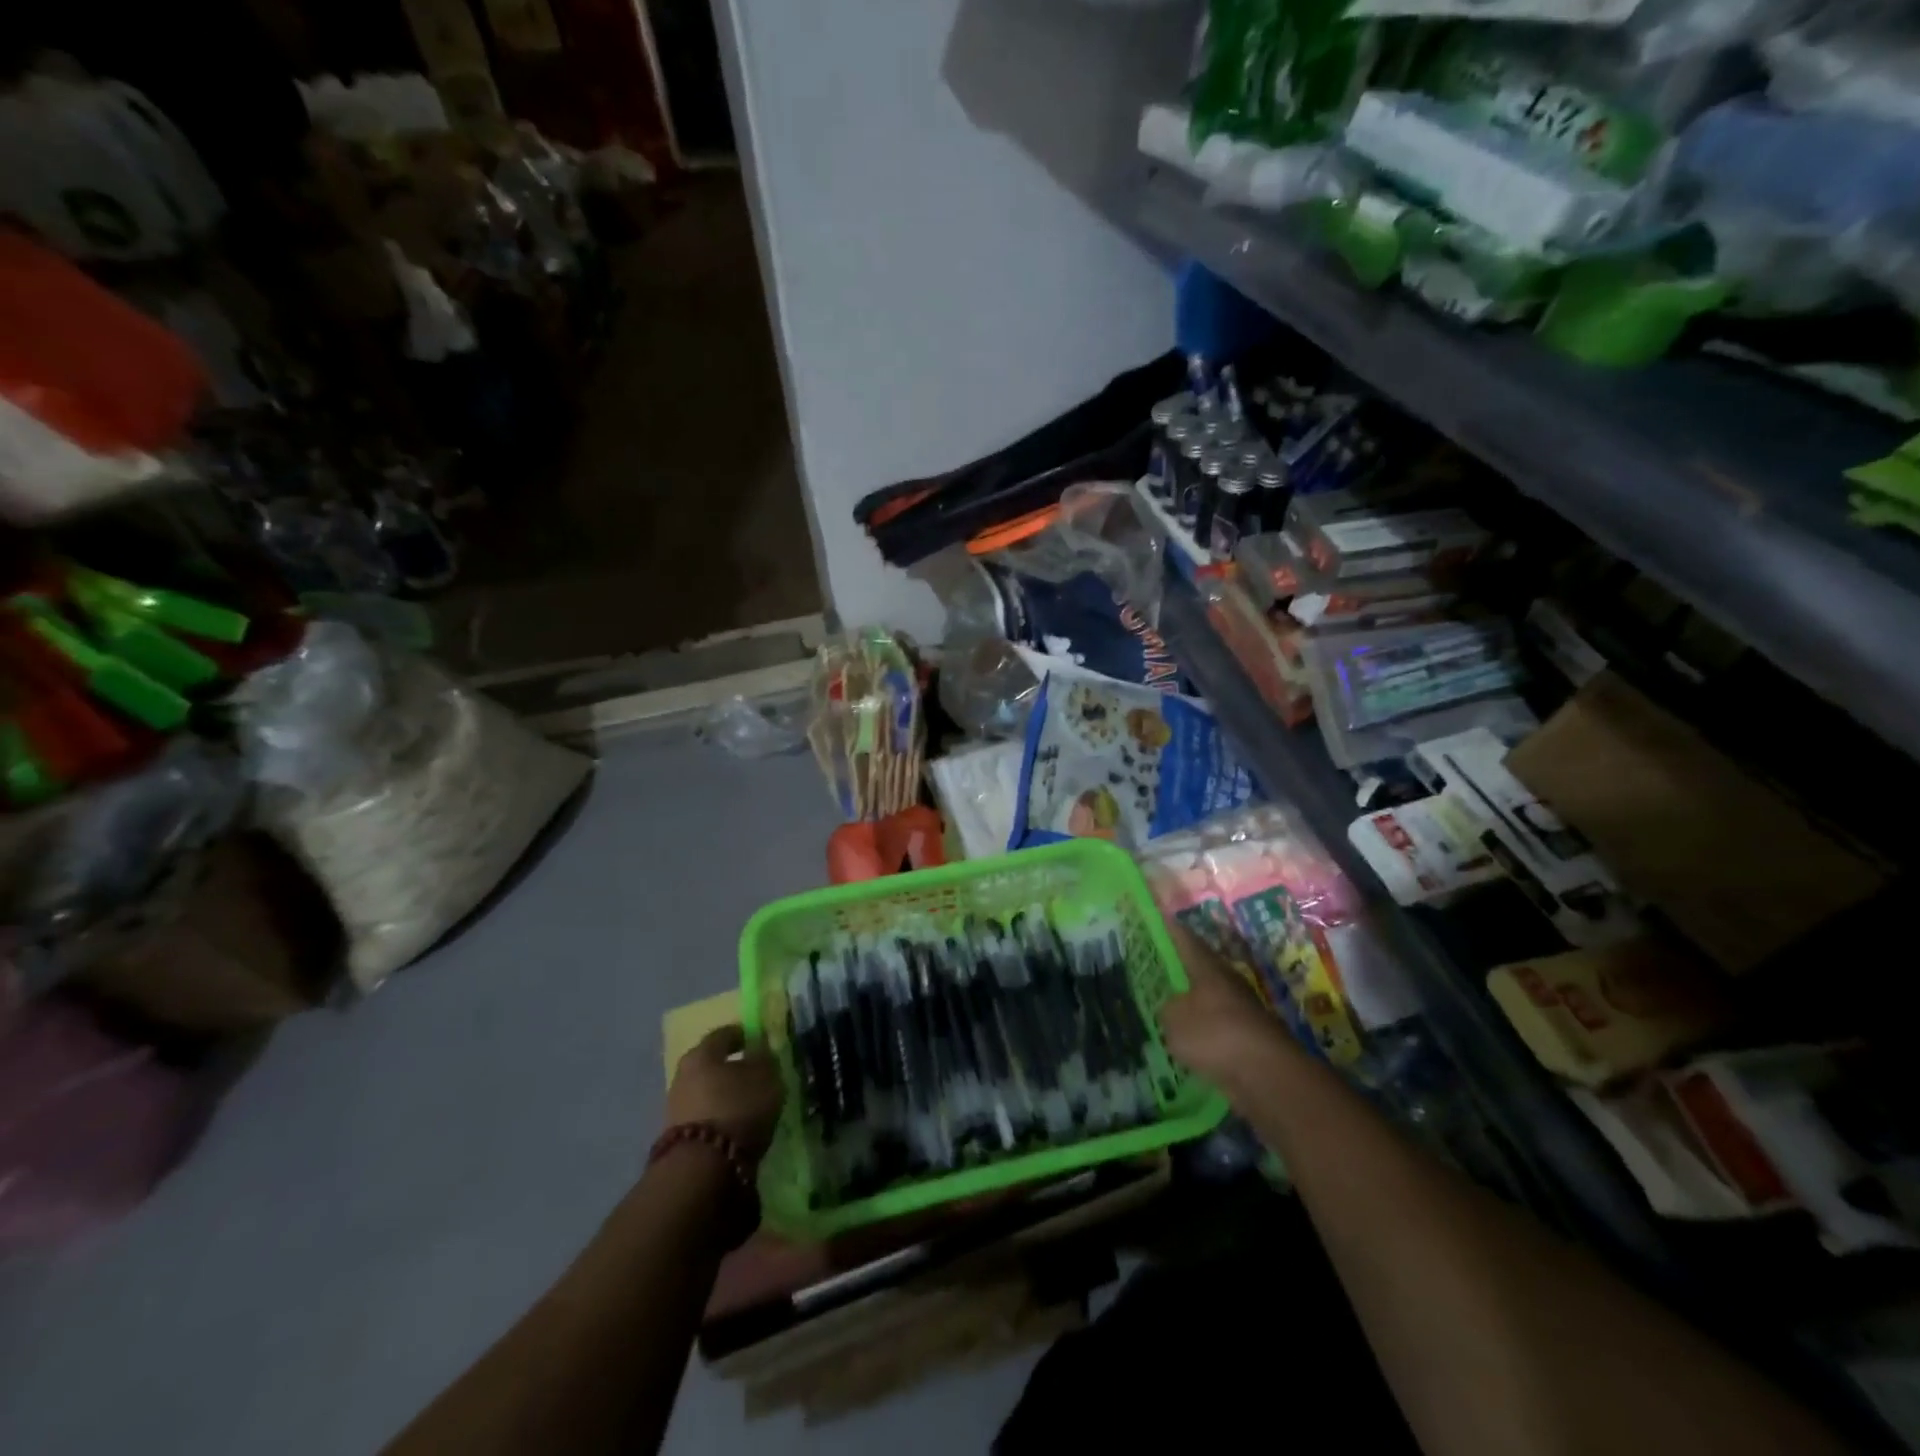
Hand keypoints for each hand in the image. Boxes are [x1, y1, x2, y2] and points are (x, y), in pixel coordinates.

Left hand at [666, 1025, 783, 1166]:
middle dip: (732, 1067)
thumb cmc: (737, 1108)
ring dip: (724, 1094)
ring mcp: (676, 1107)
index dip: (744, 1035)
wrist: (700, 1168)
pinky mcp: (677, 1137)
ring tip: (749, 1104)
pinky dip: (719, 1116)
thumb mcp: (765, 1077)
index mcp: (702, 1052)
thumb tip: (760, 1050)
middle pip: (711, 1064)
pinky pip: (703, 1116)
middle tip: (755, 1074)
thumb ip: (764, 1059)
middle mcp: (683, 1074)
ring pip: (706, 1091)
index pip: (724, 1034)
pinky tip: (735, 1124)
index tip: (760, 1041)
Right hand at [1157, 919, 1297, 1094]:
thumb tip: (1170, 1008)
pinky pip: (1215, 1026)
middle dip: (1178, 964)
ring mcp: (1240, 1009)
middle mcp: (1226, 981)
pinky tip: (1184, 1038)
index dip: (1168, 927)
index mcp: (1207, 966)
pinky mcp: (1247, 1038)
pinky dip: (1201, 1029)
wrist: (1267, 1076)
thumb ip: (1166, 1008)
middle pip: (1198, 966)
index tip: (1154, 916)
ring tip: (1164, 1004)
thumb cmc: (1215, 1035)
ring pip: (1207, 997)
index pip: (1184, 938)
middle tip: (1152, 963)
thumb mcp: (1173, 1019)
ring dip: (1190, 999)